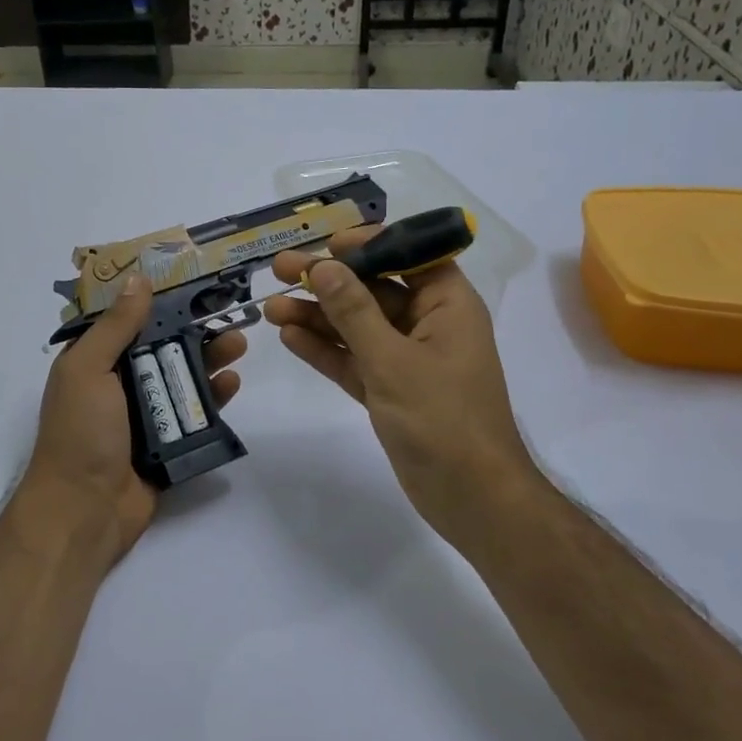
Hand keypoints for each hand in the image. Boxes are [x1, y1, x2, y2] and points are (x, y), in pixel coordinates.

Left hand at [18, 274, 247, 573]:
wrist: (84, 510)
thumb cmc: (80, 432)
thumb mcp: (89, 369)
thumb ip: (115, 326)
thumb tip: (138, 279)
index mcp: (95, 363)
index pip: (130, 323)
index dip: (160, 303)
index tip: (194, 285)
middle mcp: (119, 386)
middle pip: (163, 350)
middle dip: (195, 333)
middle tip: (229, 318)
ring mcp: (144, 417)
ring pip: (182, 381)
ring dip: (209, 362)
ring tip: (238, 347)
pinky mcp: (167, 445)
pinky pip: (193, 417)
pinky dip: (213, 400)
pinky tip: (232, 385)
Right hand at [266, 229, 535, 550]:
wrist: (470, 496)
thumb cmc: (442, 418)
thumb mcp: (392, 360)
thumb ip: (354, 312)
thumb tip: (324, 267)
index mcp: (448, 305)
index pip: (409, 255)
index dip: (367, 244)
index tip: (326, 244)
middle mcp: (428, 325)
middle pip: (373, 291)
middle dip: (328, 282)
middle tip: (280, 270)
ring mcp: (407, 360)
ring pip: (357, 327)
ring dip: (317, 317)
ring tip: (271, 308)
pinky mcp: (390, 391)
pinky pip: (354, 360)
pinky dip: (325, 350)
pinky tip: (290, 337)